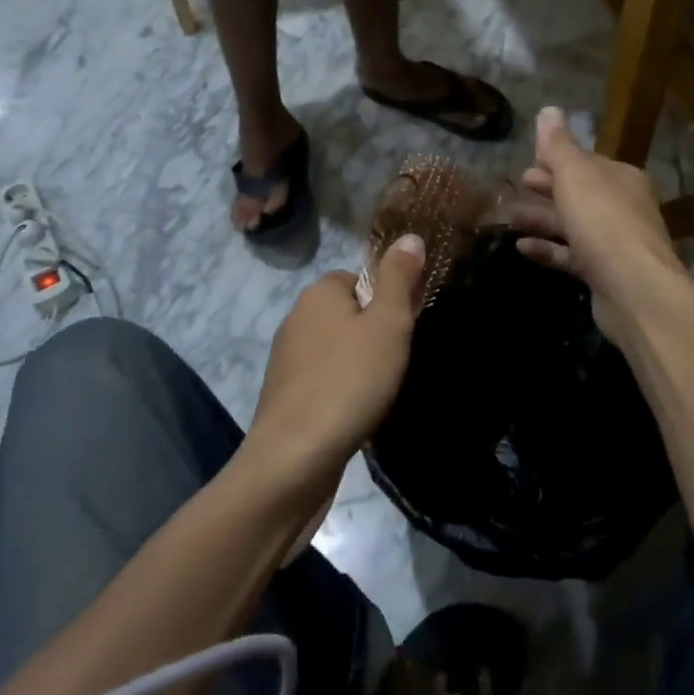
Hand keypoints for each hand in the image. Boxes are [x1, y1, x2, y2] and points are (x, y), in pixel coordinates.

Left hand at [243, 234, 425, 498]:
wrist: (294, 458)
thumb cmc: (349, 381)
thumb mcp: (388, 323)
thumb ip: (399, 278)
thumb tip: (409, 236)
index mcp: (318, 292)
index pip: (360, 279)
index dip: (387, 302)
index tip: (402, 332)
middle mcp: (296, 317)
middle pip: (348, 314)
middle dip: (373, 335)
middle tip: (393, 364)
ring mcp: (285, 358)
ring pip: (336, 349)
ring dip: (357, 366)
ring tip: (376, 393)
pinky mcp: (283, 395)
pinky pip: (322, 379)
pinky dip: (340, 391)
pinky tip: (353, 414)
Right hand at [508, 107, 686, 349]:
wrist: (634, 289)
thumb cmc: (603, 220)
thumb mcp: (575, 174)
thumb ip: (558, 145)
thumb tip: (548, 110)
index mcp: (620, 178)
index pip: (584, 163)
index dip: (554, 161)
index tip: (525, 163)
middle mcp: (622, 207)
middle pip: (578, 193)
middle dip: (546, 189)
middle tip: (514, 186)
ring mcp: (614, 243)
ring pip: (572, 225)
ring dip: (540, 219)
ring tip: (508, 217)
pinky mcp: (603, 274)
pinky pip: (570, 256)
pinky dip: (547, 249)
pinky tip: (520, 247)